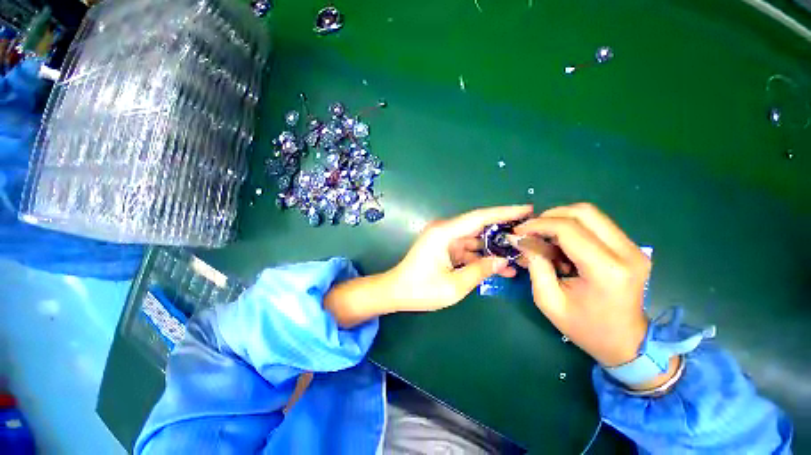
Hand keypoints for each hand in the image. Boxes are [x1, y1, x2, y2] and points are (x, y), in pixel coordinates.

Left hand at [325, 205, 533, 326]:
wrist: (396, 291)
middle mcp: (445, 230)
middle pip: (479, 225)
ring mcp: (444, 239)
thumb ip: (480, 271)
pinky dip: (482, 255)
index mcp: (444, 233)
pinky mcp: (444, 248)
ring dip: (494, 246)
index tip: (526, 209)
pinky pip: (468, 248)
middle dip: (503, 229)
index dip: (504, 212)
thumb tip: (503, 261)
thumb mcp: (454, 285)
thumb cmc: (421, 289)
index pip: (479, 217)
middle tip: (528, 232)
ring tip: (520, 253)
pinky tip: (500, 266)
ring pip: (475, 238)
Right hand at [514, 203, 652, 368]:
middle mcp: (626, 252)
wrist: (626, 343)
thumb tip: (522, 240)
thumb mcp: (549, 300)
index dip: (538, 225)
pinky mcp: (631, 248)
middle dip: (550, 216)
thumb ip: (535, 265)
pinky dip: (572, 227)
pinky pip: (597, 224)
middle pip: (584, 212)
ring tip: (543, 237)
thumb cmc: (585, 327)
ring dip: (560, 220)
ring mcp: (633, 248)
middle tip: (530, 230)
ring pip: (591, 214)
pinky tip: (561, 244)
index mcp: (606, 270)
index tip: (518, 232)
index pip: (568, 229)